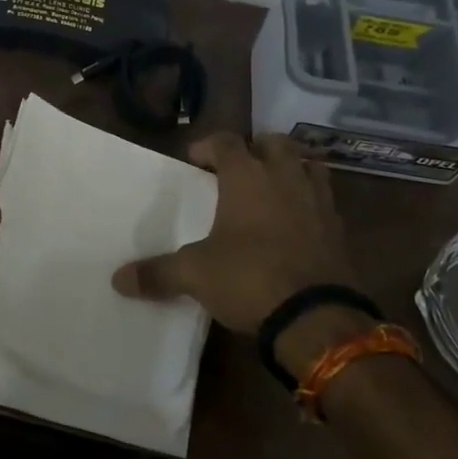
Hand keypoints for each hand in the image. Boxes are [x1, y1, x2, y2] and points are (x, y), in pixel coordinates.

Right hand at [112, 132, 356, 333]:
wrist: (316, 316)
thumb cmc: (249, 278)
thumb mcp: (195, 275)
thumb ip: (158, 273)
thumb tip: (118, 280)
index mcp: (247, 177)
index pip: (226, 142)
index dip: (208, 145)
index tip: (195, 159)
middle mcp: (285, 177)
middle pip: (274, 143)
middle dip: (255, 148)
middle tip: (238, 167)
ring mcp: (317, 200)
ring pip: (308, 164)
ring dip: (289, 167)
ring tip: (273, 186)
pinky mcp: (338, 227)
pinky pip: (324, 198)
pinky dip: (309, 199)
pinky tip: (297, 221)